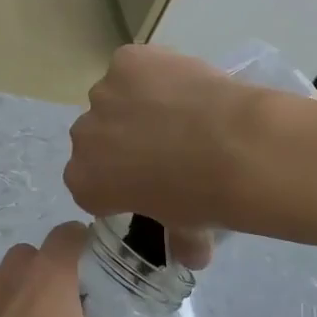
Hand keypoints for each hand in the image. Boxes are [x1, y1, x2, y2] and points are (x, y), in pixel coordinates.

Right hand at [65, 46, 260, 269]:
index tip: (148, 181)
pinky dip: (155, 73)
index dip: (119, 180)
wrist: (234, 148)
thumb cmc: (202, 198)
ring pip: (116, 98)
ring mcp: (103, 94)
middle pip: (98, 137)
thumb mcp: (186, 229)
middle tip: (168, 147)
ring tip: (182, 113)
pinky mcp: (127, 60)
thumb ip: (180, 241)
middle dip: (123, 141)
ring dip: (139, 104)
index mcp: (84, 183)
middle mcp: (82, 137)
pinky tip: (184, 86)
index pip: (92, 183)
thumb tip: (193, 256)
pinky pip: (135, 66)